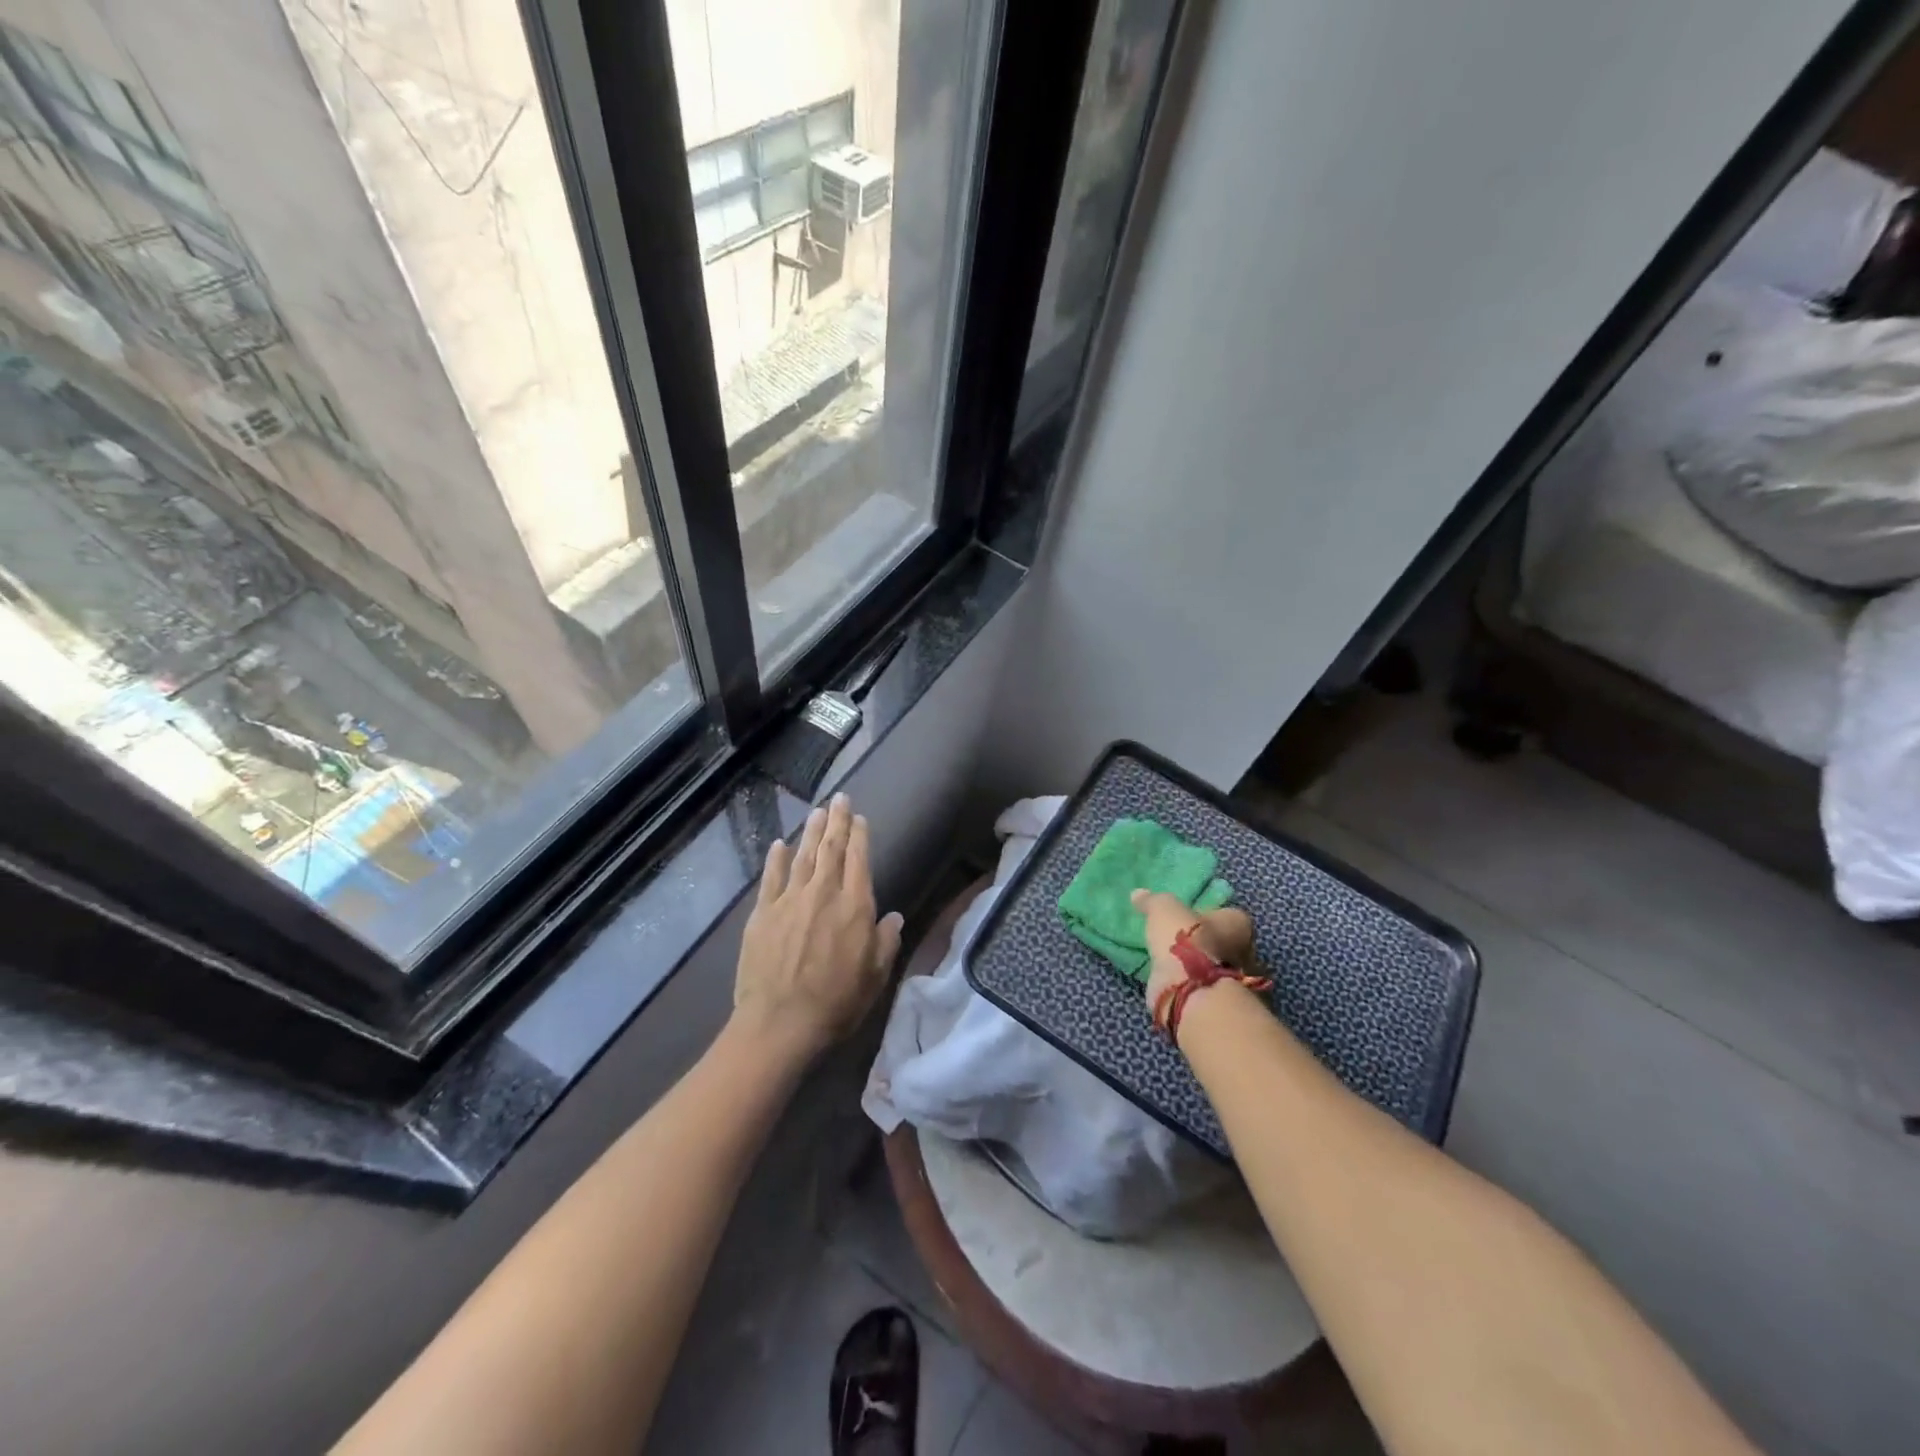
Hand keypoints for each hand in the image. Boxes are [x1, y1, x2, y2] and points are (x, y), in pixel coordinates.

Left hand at [732, 794, 903, 1066]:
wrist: (779, 1024)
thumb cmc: (836, 1003)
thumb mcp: (875, 977)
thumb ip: (886, 941)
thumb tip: (894, 916)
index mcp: (854, 906)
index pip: (859, 860)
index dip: (859, 835)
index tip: (858, 816)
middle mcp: (823, 894)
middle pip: (831, 849)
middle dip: (836, 821)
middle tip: (838, 798)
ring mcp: (789, 901)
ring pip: (802, 856)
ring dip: (810, 832)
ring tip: (816, 811)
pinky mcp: (762, 914)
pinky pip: (770, 878)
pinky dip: (776, 858)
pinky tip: (780, 843)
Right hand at [1131, 889, 1255, 1029]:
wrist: (1190, 990)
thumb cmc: (1186, 940)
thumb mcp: (1164, 910)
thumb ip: (1153, 901)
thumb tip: (1138, 894)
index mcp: (1238, 923)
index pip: (1226, 916)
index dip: (1207, 917)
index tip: (1187, 921)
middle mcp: (1247, 952)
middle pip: (1224, 943)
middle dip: (1204, 944)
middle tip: (1179, 943)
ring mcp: (1238, 982)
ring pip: (1216, 968)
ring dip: (1198, 967)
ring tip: (1171, 963)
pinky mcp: (1222, 1003)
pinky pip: (1204, 988)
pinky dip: (1192, 986)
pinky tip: (1173, 982)